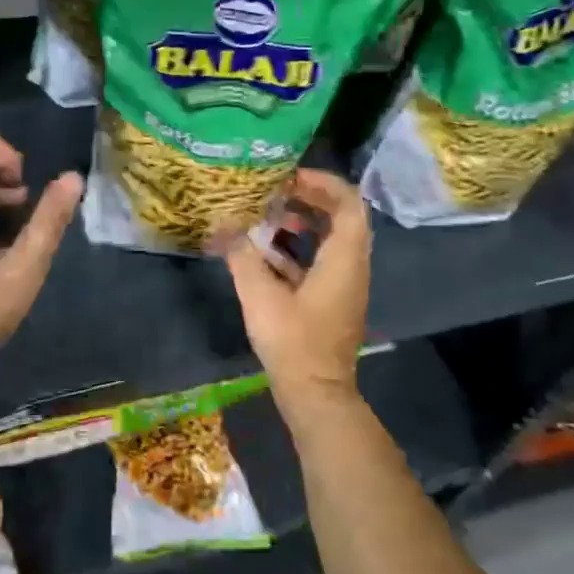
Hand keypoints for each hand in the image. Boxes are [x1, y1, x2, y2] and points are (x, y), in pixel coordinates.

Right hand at [221, 169, 369, 406]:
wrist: (315, 395)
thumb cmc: (294, 342)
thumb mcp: (260, 295)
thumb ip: (241, 254)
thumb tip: (222, 224)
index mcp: (343, 259)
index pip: (349, 204)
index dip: (322, 183)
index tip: (288, 178)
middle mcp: (350, 267)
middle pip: (340, 217)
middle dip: (308, 199)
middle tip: (274, 192)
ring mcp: (342, 285)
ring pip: (328, 240)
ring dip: (301, 224)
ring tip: (265, 218)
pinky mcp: (330, 301)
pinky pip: (318, 261)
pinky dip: (296, 249)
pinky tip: (263, 252)